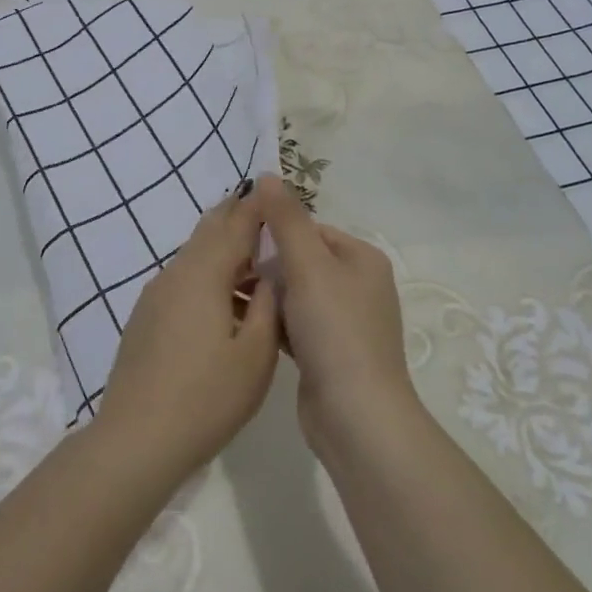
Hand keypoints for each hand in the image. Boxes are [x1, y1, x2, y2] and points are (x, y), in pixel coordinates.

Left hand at [96, 183, 280, 485]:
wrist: (136, 438)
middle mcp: (175, 274)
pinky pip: (182, 281)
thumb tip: (269, 278)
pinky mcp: (145, 318)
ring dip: (223, 253)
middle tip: (265, 215)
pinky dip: (207, 277)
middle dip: (236, 219)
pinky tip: (223, 303)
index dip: (257, 207)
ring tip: (254, 265)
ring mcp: (154, 296)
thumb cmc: (206, 397)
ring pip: (194, 258)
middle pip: (208, 233)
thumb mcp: (255, 355)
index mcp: (203, 275)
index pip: (235, 225)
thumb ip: (266, 307)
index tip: (275, 191)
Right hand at [257, 178, 418, 448]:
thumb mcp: (308, 266)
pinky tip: (246, 326)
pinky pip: (295, 324)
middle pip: (301, 261)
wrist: (356, 417)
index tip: (238, 244)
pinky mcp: (329, 353)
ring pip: (296, 294)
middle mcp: (358, 286)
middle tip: (229, 273)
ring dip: (268, 295)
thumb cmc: (335, 331)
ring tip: (230, 297)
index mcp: (362, 258)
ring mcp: (345, 322)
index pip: (310, 229)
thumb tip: (267, 174)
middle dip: (267, 266)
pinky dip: (274, 322)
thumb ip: (286, 219)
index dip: (274, 233)